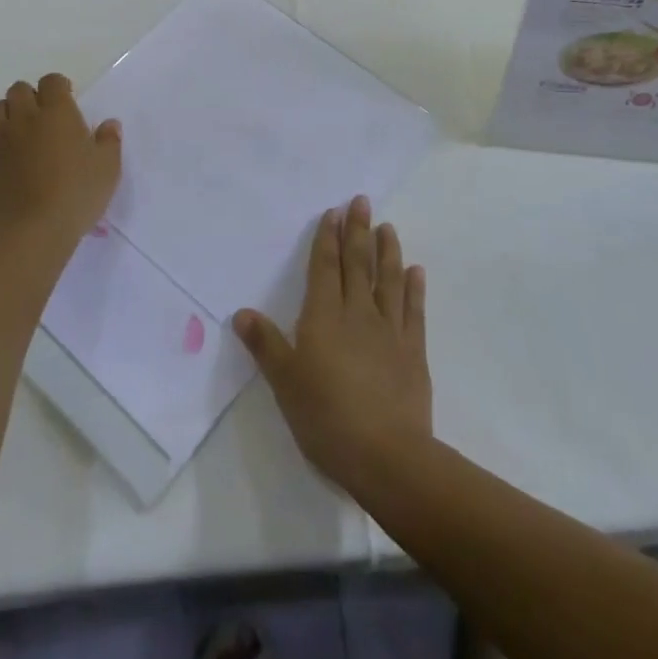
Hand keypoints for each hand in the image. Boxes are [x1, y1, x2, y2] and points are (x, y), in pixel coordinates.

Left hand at [0, 74, 121, 249]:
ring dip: (11, 114)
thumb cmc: (75, 195)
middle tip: (44, 118)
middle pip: (20, 89)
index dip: (59, 87)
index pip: (52, 81)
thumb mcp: (108, 169)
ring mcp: (0, 137)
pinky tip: (8, 158)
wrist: (30, 230)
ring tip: (24, 134)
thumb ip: (109, 141)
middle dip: (31, 97)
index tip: (67, 101)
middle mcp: (25, 117)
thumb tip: (109, 124)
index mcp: (58, 112)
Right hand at [232, 196, 431, 493]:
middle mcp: (358, 314)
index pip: (325, 268)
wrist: (386, 456)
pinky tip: (416, 271)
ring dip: (387, 251)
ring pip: (388, 280)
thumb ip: (266, 345)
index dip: (327, 239)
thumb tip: (241, 312)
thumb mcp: (285, 382)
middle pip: (357, 264)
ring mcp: (389, 331)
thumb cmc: (326, 418)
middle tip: (361, 201)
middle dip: (357, 231)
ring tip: (387, 227)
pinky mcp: (413, 352)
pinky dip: (414, 288)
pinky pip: (414, 311)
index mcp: (324, 317)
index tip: (333, 212)